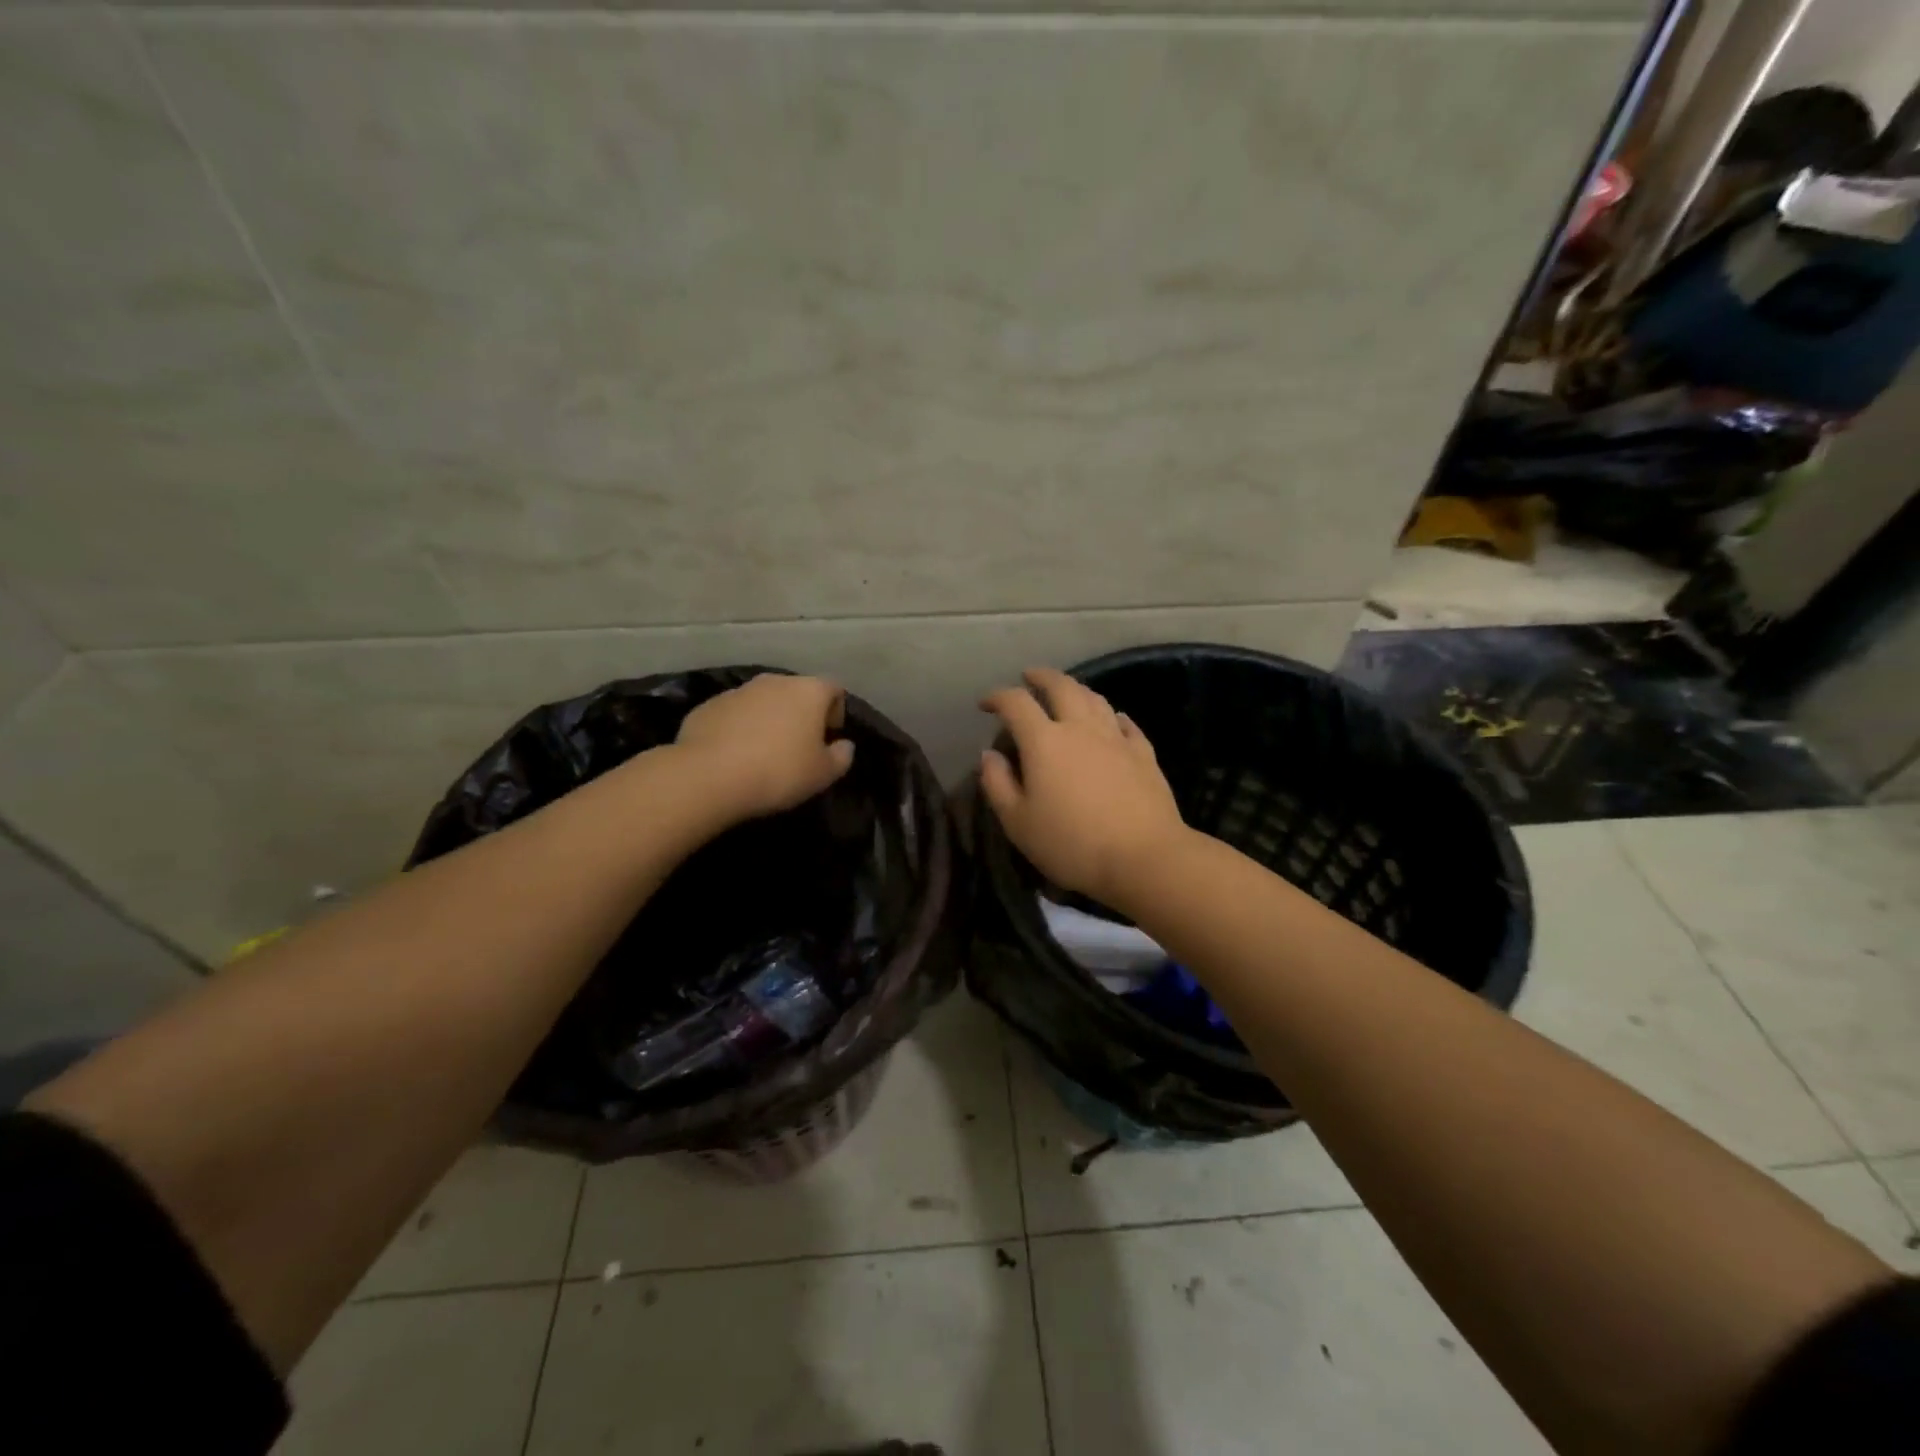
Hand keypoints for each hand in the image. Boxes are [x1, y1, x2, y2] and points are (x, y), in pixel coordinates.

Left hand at [676, 674, 855, 820]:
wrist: (709, 776)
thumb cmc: (779, 771)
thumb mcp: (823, 774)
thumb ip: (841, 756)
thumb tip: (844, 745)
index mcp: (808, 691)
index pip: (834, 689)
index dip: (836, 712)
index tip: (828, 738)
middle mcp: (774, 681)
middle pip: (796, 692)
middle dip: (801, 714)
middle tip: (798, 747)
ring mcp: (738, 691)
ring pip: (763, 701)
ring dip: (768, 719)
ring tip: (763, 753)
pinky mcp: (708, 706)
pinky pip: (734, 714)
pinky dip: (739, 728)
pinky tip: (734, 756)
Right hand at [978, 667, 1187, 907]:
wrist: (1143, 858)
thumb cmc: (1071, 844)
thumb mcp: (1018, 823)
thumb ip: (998, 784)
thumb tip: (990, 754)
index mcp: (1044, 741)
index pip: (1016, 704)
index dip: (997, 697)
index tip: (986, 703)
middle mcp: (1080, 728)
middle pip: (1061, 687)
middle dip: (1041, 677)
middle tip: (1029, 677)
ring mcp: (1116, 738)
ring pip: (1095, 699)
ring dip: (1076, 688)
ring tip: (1066, 691)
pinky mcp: (1144, 754)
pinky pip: (1126, 724)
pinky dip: (1112, 715)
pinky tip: (1113, 719)